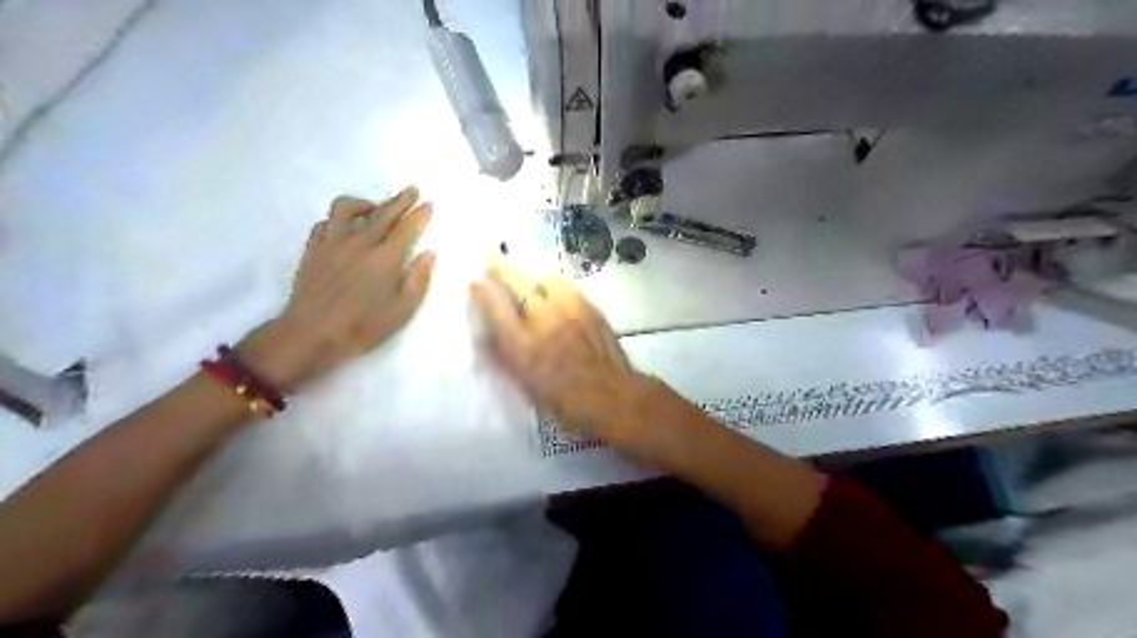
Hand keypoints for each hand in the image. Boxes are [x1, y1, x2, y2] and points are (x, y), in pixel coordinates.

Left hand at [240, 186, 435, 390]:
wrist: (311, 334)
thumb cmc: (363, 327)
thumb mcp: (402, 310)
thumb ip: (418, 279)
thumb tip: (429, 253)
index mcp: (385, 259)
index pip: (407, 228)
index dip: (420, 214)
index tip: (429, 203)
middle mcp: (360, 243)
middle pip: (383, 212)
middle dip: (400, 200)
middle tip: (412, 190)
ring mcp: (333, 243)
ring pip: (347, 207)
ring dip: (365, 203)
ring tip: (374, 208)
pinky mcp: (313, 249)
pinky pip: (325, 223)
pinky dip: (338, 220)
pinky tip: (345, 229)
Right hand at [471, 251, 683, 460]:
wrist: (611, 395)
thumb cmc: (563, 400)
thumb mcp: (524, 385)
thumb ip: (502, 357)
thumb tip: (485, 336)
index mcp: (522, 345)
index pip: (495, 307)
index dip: (482, 291)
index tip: (474, 281)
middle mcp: (544, 320)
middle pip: (519, 282)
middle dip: (502, 267)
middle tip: (492, 258)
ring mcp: (570, 310)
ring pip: (545, 278)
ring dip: (530, 272)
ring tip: (523, 272)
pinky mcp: (590, 308)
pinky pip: (567, 286)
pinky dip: (553, 283)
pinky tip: (552, 287)